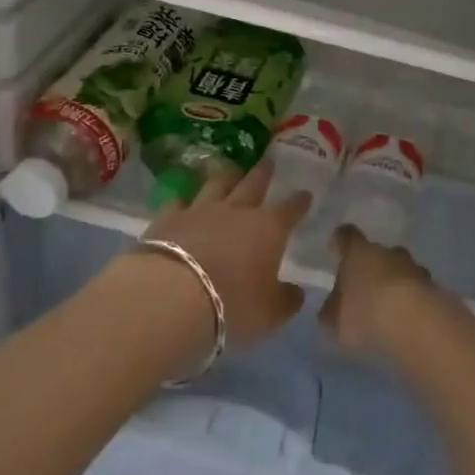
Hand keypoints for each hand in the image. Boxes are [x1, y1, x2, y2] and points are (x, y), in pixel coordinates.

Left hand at [141, 162, 309, 350]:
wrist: (172, 295)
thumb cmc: (232, 304)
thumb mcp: (270, 313)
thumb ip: (287, 300)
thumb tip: (297, 292)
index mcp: (269, 228)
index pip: (290, 208)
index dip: (299, 201)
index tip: (305, 193)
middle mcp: (237, 210)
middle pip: (253, 184)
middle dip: (264, 173)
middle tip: (269, 161)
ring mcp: (201, 210)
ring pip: (217, 184)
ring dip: (227, 175)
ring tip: (232, 169)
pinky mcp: (169, 217)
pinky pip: (179, 201)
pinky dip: (185, 199)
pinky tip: (184, 200)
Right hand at [319, 224, 441, 356]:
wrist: (416, 323)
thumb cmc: (366, 314)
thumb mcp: (336, 321)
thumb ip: (332, 312)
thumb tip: (331, 309)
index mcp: (359, 252)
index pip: (347, 236)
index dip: (341, 241)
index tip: (336, 247)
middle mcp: (388, 252)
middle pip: (378, 253)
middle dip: (372, 267)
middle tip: (365, 289)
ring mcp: (415, 268)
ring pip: (402, 270)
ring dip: (396, 284)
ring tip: (389, 309)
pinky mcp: (436, 288)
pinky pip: (418, 291)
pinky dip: (413, 301)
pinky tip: (408, 321)